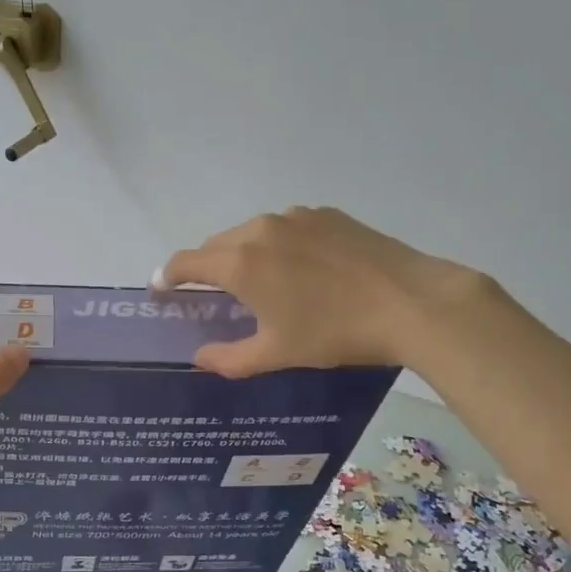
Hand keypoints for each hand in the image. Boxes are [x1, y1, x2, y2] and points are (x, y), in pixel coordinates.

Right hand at [158, 207, 485, 376]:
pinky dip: (278, 244)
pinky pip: (286, 227)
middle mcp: (259, 229)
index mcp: (240, 262)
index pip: (185, 262)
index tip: (160, 287)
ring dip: (243, 253)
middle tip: (214, 294)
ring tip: (261, 281)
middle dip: (207, 267)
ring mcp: (295, 216)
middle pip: (216, 244)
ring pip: (251, 232)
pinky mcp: (326, 214)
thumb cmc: (334, 332)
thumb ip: (228, 358)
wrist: (409, 302)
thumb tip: (198, 358)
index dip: (167, 275)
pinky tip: (301, 268)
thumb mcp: (276, 353)